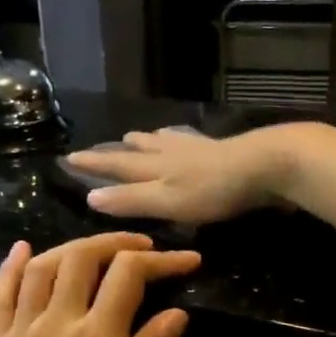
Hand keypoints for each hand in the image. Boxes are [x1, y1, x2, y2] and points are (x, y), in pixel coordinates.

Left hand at [0, 233, 198, 336]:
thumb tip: (176, 313)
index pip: (129, 276)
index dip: (162, 260)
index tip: (189, 261)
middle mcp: (56, 320)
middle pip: (83, 256)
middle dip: (117, 242)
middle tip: (144, 248)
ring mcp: (19, 328)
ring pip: (43, 266)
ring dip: (73, 247)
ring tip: (97, 250)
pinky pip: (1, 290)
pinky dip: (13, 263)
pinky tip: (23, 249)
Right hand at [69, 127, 296, 224]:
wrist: (265, 165)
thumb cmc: (213, 190)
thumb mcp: (167, 201)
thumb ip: (131, 200)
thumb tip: (90, 195)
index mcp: (155, 168)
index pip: (116, 166)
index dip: (94, 164)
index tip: (70, 157)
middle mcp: (170, 154)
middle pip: (138, 150)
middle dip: (117, 150)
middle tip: (102, 145)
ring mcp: (196, 149)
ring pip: (163, 142)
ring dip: (147, 140)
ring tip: (138, 135)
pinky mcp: (221, 150)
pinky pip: (188, 141)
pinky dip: (177, 138)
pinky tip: (184, 138)